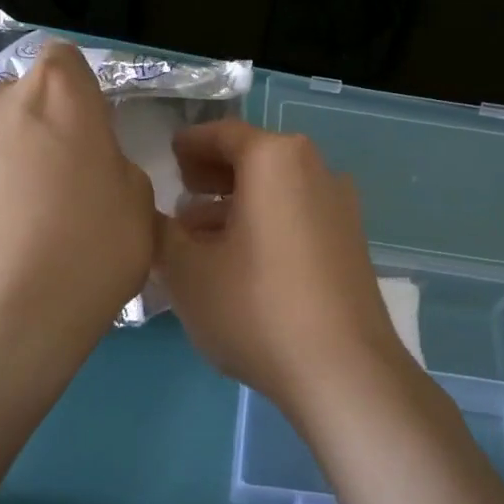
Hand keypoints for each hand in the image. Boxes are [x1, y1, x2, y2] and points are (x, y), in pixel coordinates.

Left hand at [0, 42, 157, 394]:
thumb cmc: (88, 251)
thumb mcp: (139, 203)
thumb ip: (114, 163)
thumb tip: (90, 166)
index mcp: (58, 91)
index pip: (66, 58)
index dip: (81, 93)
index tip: (93, 136)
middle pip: (27, 95)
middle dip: (46, 124)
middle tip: (65, 180)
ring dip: (13, 155)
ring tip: (28, 215)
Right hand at [155, 121, 415, 426]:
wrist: (343, 369)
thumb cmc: (256, 308)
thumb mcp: (187, 270)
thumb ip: (161, 232)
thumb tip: (153, 215)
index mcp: (276, 159)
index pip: (223, 134)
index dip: (191, 143)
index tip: (169, 155)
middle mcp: (315, 170)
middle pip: (256, 158)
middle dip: (214, 173)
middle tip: (181, 190)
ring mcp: (340, 207)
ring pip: (277, 190)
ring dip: (237, 203)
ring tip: (199, 232)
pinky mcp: (351, 242)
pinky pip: (298, 215)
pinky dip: (266, 222)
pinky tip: (240, 258)